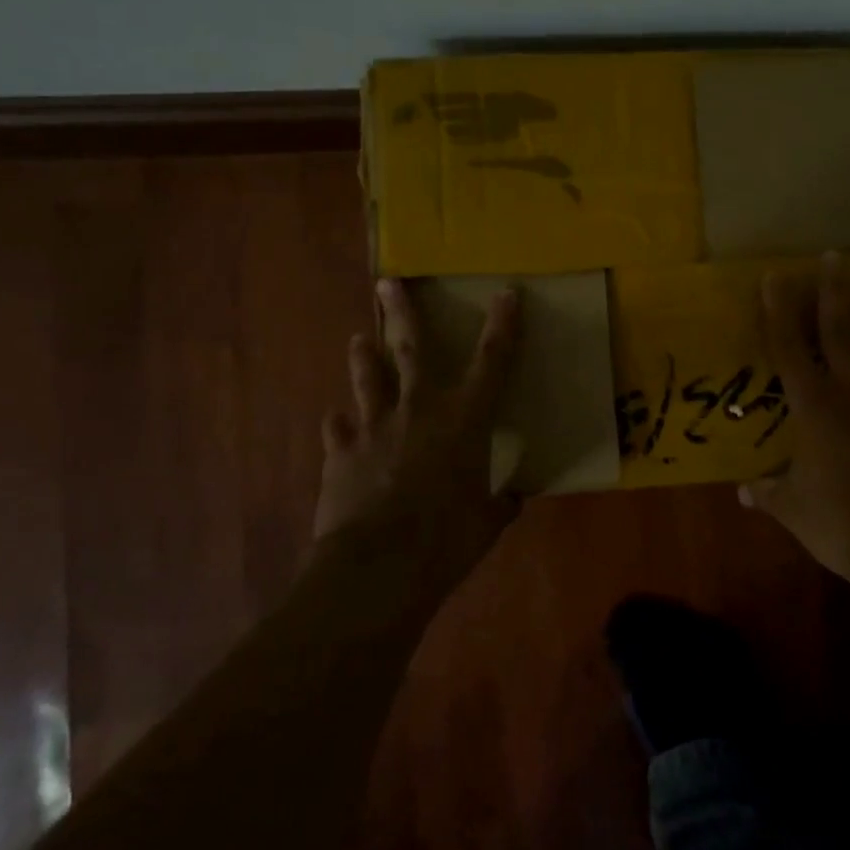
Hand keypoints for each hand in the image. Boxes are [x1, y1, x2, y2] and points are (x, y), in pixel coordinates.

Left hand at [312, 278, 522, 595]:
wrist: (378, 566)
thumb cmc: (446, 540)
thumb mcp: (486, 523)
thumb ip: (499, 504)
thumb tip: (512, 499)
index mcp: (464, 420)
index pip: (492, 361)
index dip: (502, 326)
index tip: (506, 294)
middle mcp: (419, 409)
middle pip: (411, 348)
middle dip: (403, 312)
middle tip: (388, 282)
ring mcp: (374, 427)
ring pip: (368, 378)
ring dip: (364, 356)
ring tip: (359, 339)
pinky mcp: (341, 452)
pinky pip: (338, 429)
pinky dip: (341, 425)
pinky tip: (337, 422)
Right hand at [741, 254, 849, 580]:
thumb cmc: (839, 521)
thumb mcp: (793, 509)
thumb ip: (768, 492)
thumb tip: (745, 492)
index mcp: (813, 406)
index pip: (789, 348)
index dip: (778, 311)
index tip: (775, 276)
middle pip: (839, 330)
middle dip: (833, 291)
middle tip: (834, 256)